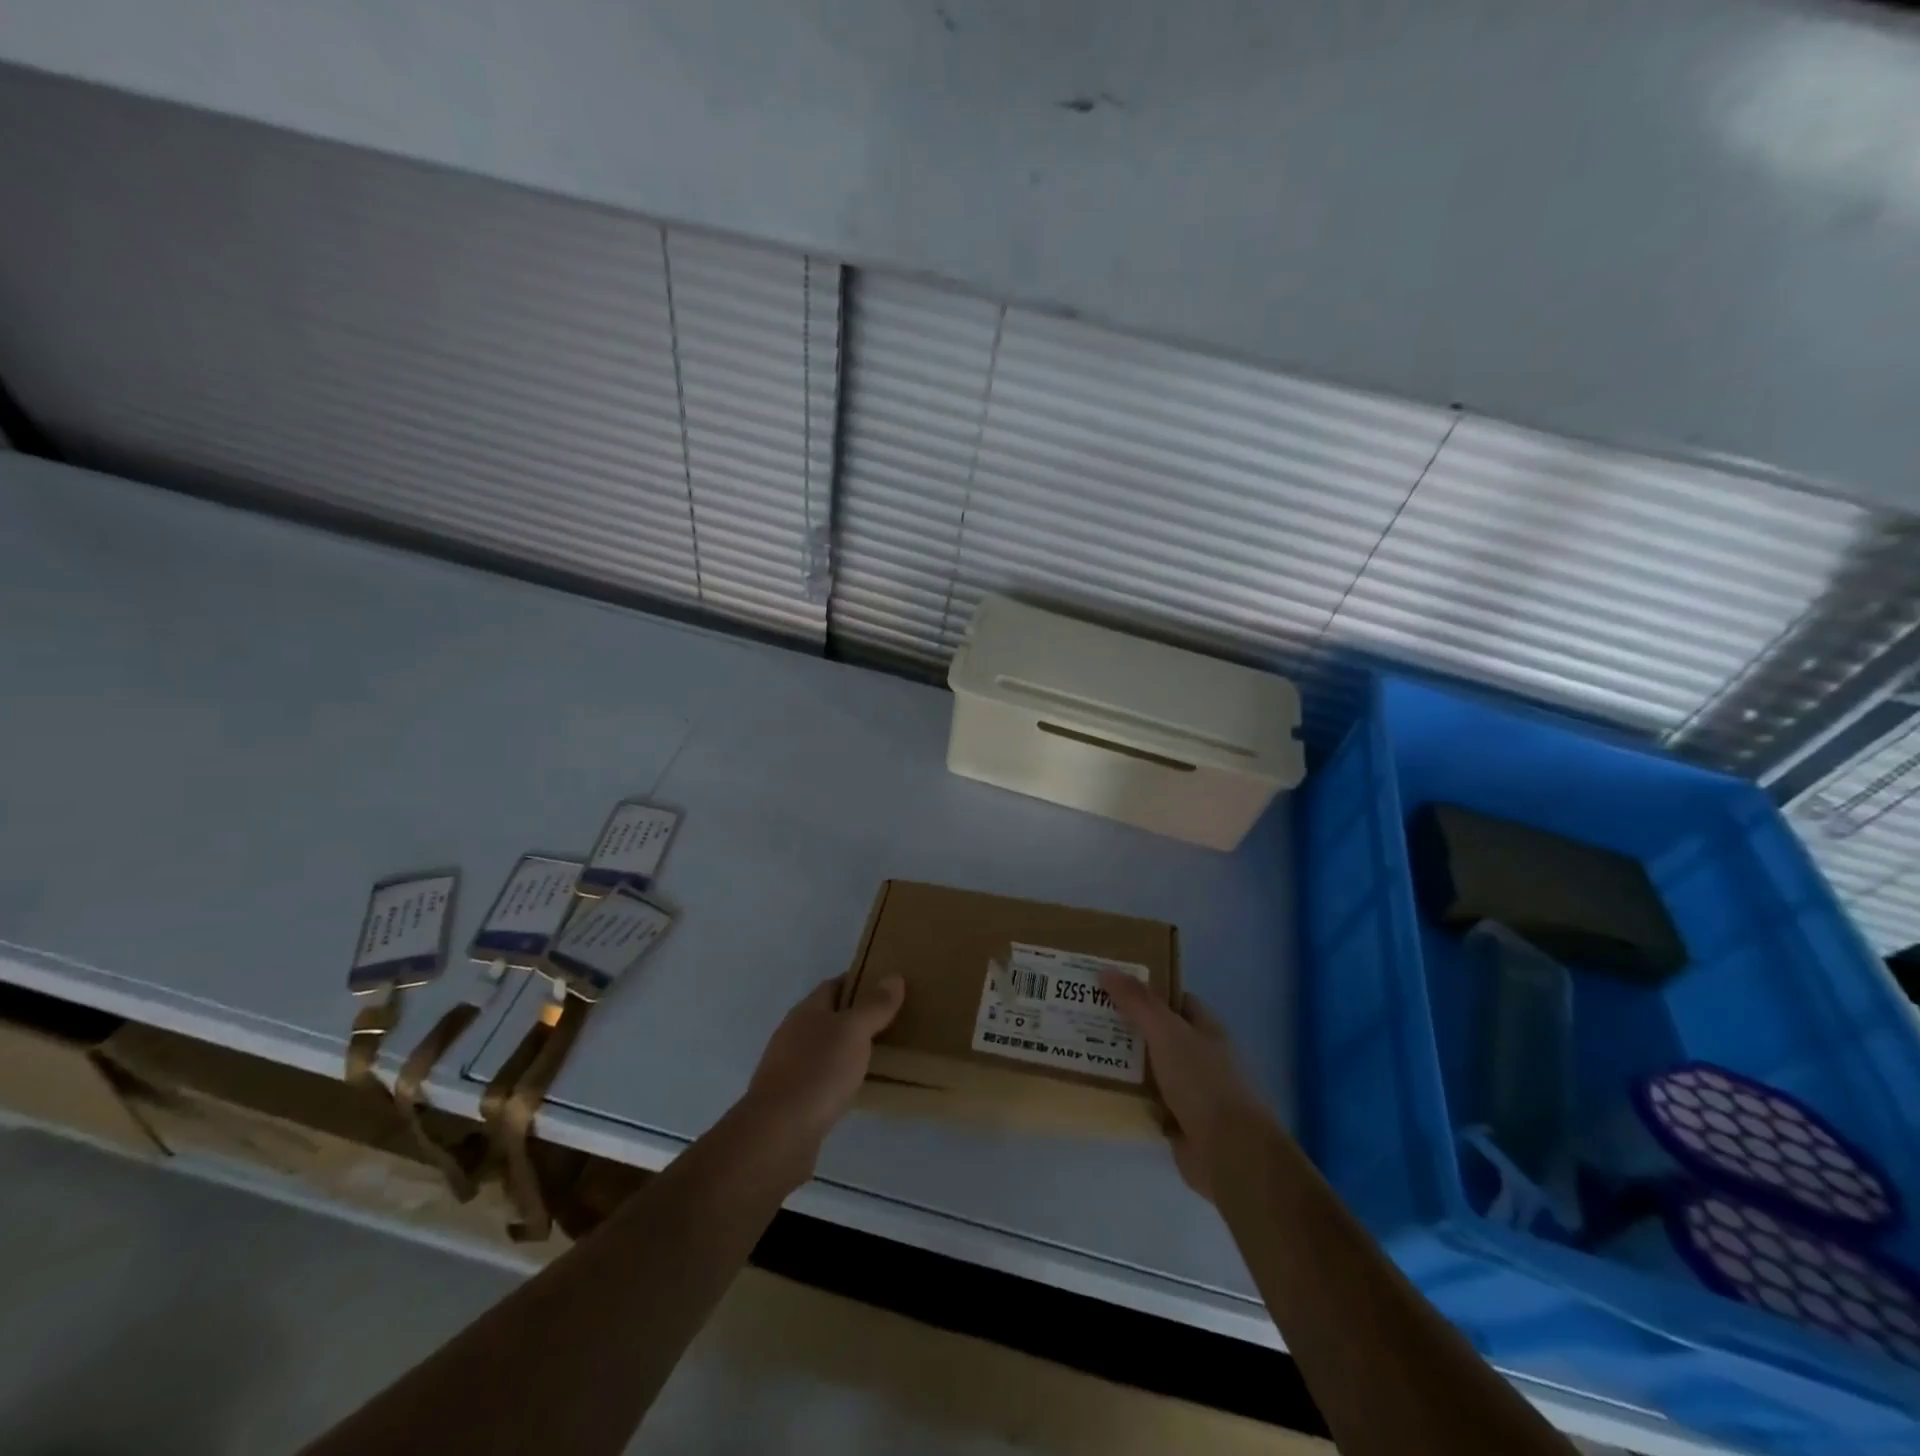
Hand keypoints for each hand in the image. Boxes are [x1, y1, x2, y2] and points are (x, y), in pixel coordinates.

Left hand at [740, 974, 905, 1159]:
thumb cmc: (818, 1072)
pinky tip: (853, 1088)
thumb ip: (874, 1006)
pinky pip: (820, 1078)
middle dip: (855, 1017)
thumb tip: (893, 977)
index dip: (859, 982)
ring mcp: (788, 1067)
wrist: (778, 1134)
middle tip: (890, 1021)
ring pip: (823, 1048)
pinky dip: (838, 1077)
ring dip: (846, 1048)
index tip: (886, 987)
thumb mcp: (853, 1032)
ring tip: (878, 1054)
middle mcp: (793, 1034)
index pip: (833, 985)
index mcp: (806, 1011)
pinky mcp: (790, 1099)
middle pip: (828, 1016)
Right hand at [1100, 972, 1269, 1201]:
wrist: (1229, 1152)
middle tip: (1086, 1013)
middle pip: (1156, 1031)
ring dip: (1122, 1060)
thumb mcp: (1166, 1032)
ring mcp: (1188, 1089)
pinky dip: (1125, 1094)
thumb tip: (1105, 970)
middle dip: (1125, 1024)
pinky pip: (1144, 1099)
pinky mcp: (1176, 1120)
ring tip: (1082, 1045)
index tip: (1108, 984)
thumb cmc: (1202, 1082)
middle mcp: (1197, 1055)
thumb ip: (1137, 1002)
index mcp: (1204, 1028)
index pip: (1171, 999)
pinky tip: (1097, 1086)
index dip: (1143, 989)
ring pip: (1148, 1066)